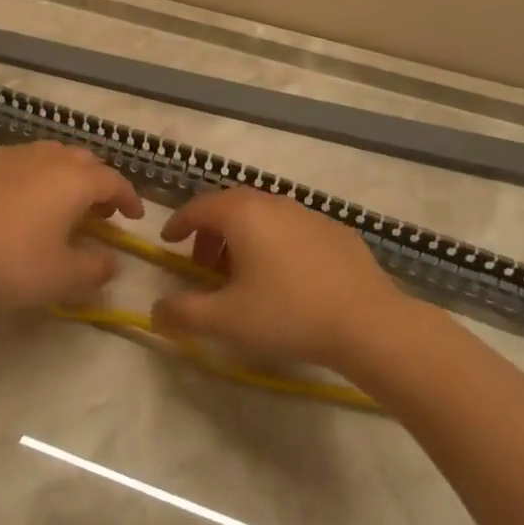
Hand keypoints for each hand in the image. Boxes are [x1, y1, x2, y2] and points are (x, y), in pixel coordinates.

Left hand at [0, 143, 142, 308]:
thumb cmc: (13, 262)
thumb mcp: (62, 276)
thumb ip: (96, 268)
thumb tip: (113, 261)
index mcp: (76, 180)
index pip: (114, 181)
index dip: (129, 198)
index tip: (135, 216)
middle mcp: (50, 158)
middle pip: (86, 161)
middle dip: (100, 183)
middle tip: (101, 211)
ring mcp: (16, 155)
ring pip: (54, 155)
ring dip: (69, 174)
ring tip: (64, 202)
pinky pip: (25, 159)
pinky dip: (38, 174)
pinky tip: (26, 198)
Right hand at [151, 187, 404, 366]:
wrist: (368, 322)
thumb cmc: (289, 314)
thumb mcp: (227, 320)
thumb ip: (184, 313)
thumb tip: (155, 312)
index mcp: (242, 214)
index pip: (198, 207)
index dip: (178, 224)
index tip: (168, 242)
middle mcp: (272, 202)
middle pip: (229, 206)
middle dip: (210, 232)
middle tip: (203, 264)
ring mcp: (307, 212)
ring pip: (263, 215)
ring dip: (243, 238)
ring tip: (244, 275)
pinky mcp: (334, 230)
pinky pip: (291, 228)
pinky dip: (275, 243)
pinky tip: (286, 277)